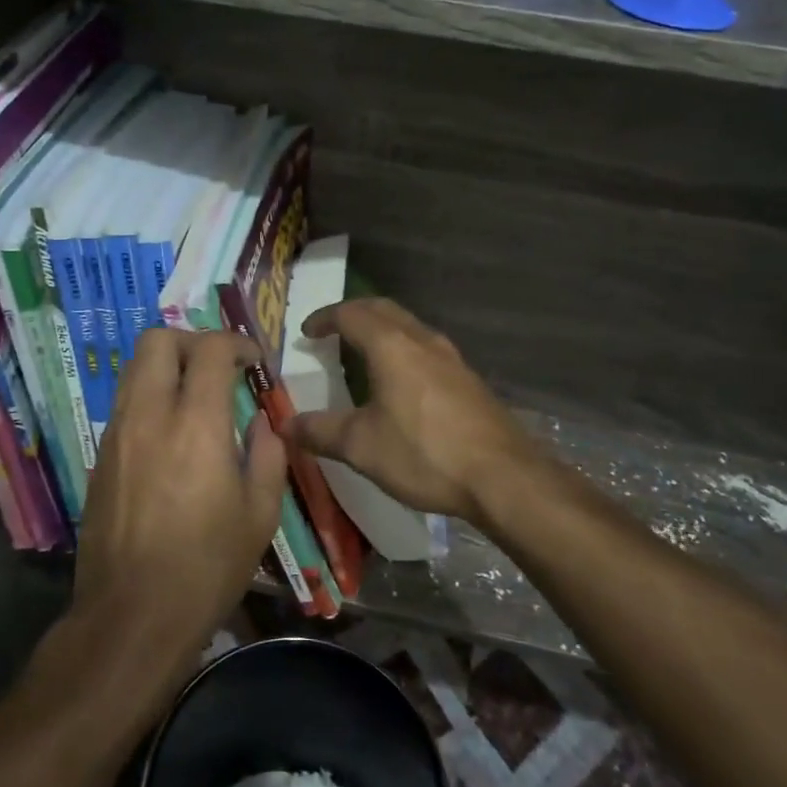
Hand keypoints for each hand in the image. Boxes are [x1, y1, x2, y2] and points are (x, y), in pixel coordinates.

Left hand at [71, 328, 287, 663]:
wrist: (132, 617)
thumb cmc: (207, 568)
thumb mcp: (260, 514)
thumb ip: (267, 454)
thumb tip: (261, 423)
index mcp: (196, 426)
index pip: (210, 350)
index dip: (237, 343)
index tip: (254, 362)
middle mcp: (149, 417)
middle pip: (157, 340)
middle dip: (192, 340)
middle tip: (218, 367)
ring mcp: (116, 436)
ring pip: (134, 369)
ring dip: (167, 367)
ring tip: (195, 397)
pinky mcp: (99, 459)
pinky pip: (124, 405)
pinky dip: (150, 399)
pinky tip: (171, 436)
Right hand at [282, 298, 541, 525]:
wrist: (502, 476)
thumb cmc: (424, 453)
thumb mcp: (362, 446)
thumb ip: (320, 431)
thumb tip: (284, 425)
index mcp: (392, 346)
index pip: (351, 314)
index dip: (325, 318)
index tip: (307, 332)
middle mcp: (423, 340)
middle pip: (383, 309)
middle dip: (354, 313)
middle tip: (332, 330)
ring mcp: (451, 358)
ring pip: (410, 327)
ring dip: (383, 329)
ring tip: (364, 352)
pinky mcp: (468, 379)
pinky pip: (426, 348)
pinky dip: (403, 349)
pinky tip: (402, 381)